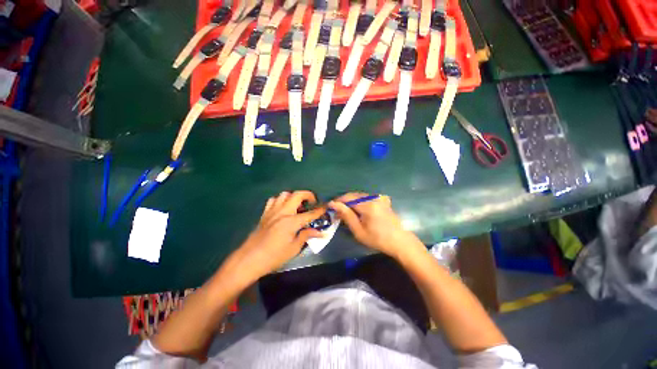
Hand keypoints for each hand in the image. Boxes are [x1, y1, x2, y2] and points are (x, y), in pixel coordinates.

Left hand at [222, 191, 324, 284]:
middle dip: (308, 195)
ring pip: (284, 194)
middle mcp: (283, 212)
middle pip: (297, 195)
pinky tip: (283, 208)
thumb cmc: (274, 256)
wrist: (249, 259)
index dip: (320, 210)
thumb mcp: (293, 248)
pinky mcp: (265, 213)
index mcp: (292, 221)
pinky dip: (280, 200)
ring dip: (293, 197)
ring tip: (297, 206)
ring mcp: (272, 211)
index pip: (310, 213)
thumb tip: (320, 233)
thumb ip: (306, 236)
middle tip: (312, 202)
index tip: (327, 206)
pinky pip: (273, 200)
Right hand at [329, 192, 422, 259]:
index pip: (348, 198)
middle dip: (344, 201)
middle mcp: (373, 197)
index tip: (330, 207)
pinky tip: (358, 210)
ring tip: (346, 211)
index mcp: (368, 205)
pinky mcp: (382, 199)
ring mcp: (379, 197)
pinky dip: (359, 202)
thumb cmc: (377, 239)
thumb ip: (346, 215)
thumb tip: (333, 203)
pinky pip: (366, 197)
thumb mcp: (358, 230)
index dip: (338, 201)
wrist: (399, 240)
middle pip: (353, 195)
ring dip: (351, 201)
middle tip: (337, 211)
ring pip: (359, 195)